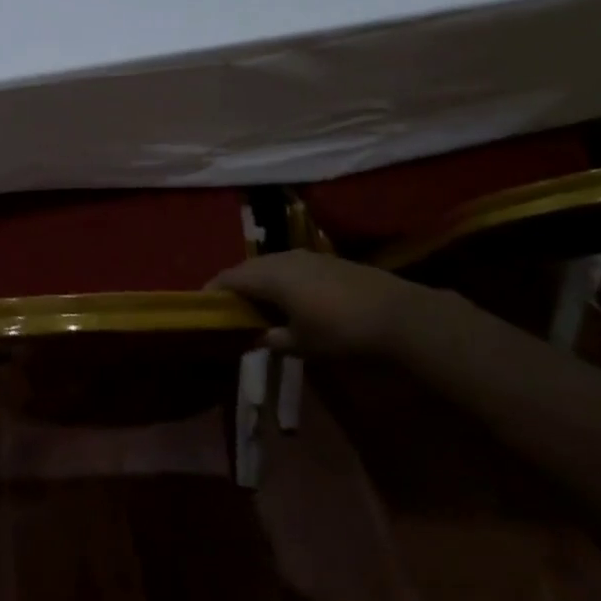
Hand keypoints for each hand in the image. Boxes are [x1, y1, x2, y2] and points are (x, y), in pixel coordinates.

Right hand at [211, 251, 457, 356]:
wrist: (398, 315)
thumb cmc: (341, 332)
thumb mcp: (302, 344)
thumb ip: (274, 339)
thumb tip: (259, 336)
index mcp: (270, 276)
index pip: (230, 278)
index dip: (213, 290)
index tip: (203, 304)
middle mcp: (283, 258)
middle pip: (248, 267)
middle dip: (235, 284)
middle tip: (227, 305)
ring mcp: (307, 256)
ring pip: (270, 263)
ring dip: (258, 280)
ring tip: (256, 302)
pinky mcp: (326, 260)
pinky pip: (290, 265)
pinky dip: (279, 278)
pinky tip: (288, 297)